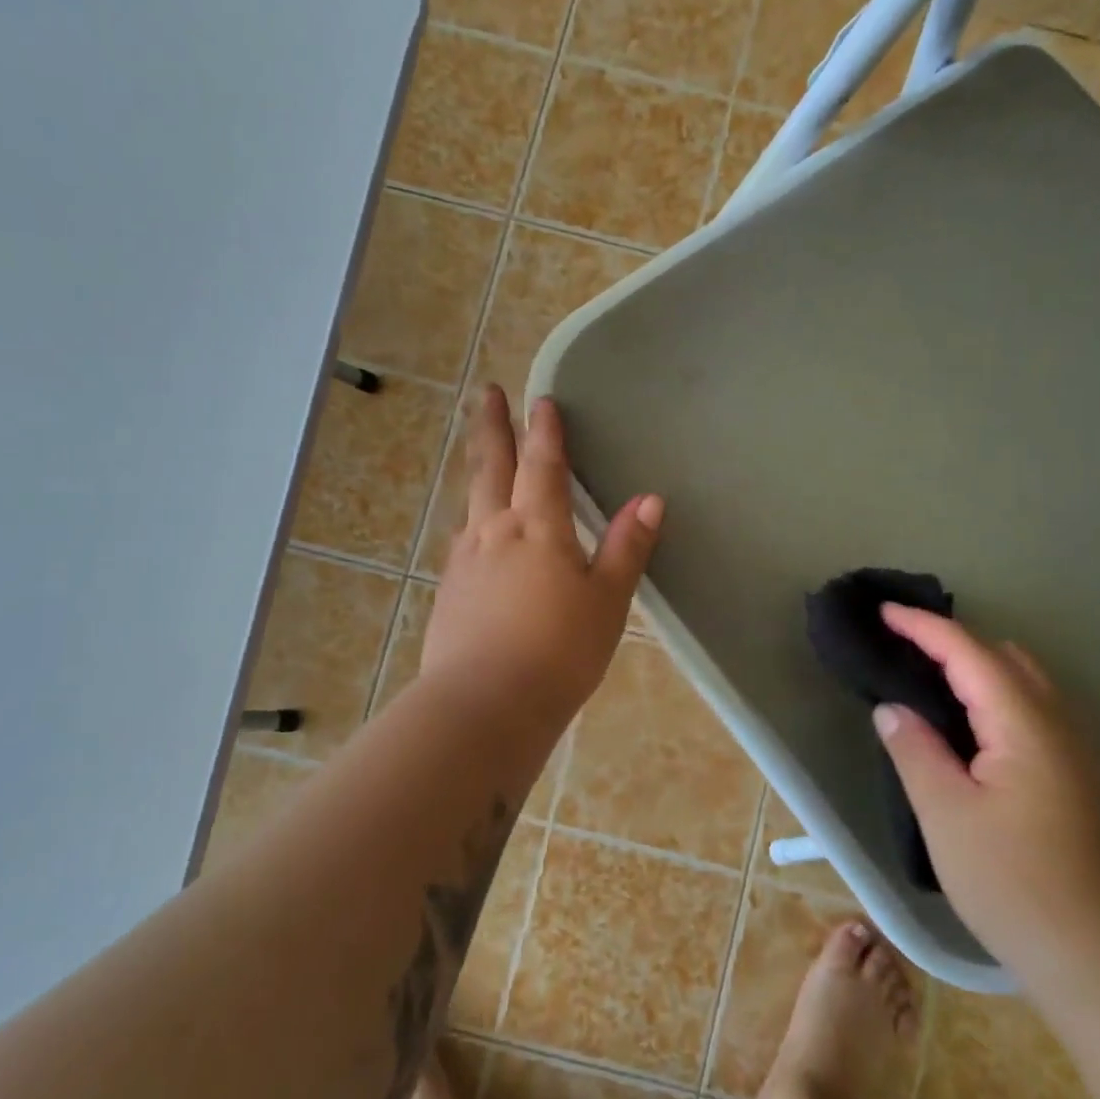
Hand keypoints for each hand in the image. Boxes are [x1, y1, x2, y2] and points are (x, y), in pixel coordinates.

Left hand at [423, 387, 662, 724]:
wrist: (485, 705)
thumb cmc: (559, 651)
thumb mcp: (607, 600)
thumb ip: (627, 547)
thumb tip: (650, 499)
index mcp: (538, 529)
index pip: (543, 466)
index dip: (545, 431)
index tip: (541, 399)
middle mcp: (494, 532)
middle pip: (491, 467)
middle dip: (492, 427)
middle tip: (486, 392)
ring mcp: (465, 561)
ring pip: (471, 501)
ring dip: (478, 468)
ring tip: (481, 453)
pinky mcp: (449, 591)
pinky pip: (462, 539)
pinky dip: (471, 519)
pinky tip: (473, 532)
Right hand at [871, 607, 1099, 989]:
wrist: (1092, 952)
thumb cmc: (1011, 880)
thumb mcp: (945, 813)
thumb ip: (915, 749)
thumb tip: (891, 709)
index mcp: (1022, 725)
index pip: (969, 654)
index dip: (924, 627)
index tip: (883, 612)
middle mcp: (1053, 724)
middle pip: (1001, 656)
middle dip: (950, 638)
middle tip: (900, 640)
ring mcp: (1067, 749)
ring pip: (1019, 680)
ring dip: (973, 663)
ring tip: (925, 669)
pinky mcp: (1066, 773)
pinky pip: (1025, 706)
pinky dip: (989, 690)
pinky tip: (963, 717)